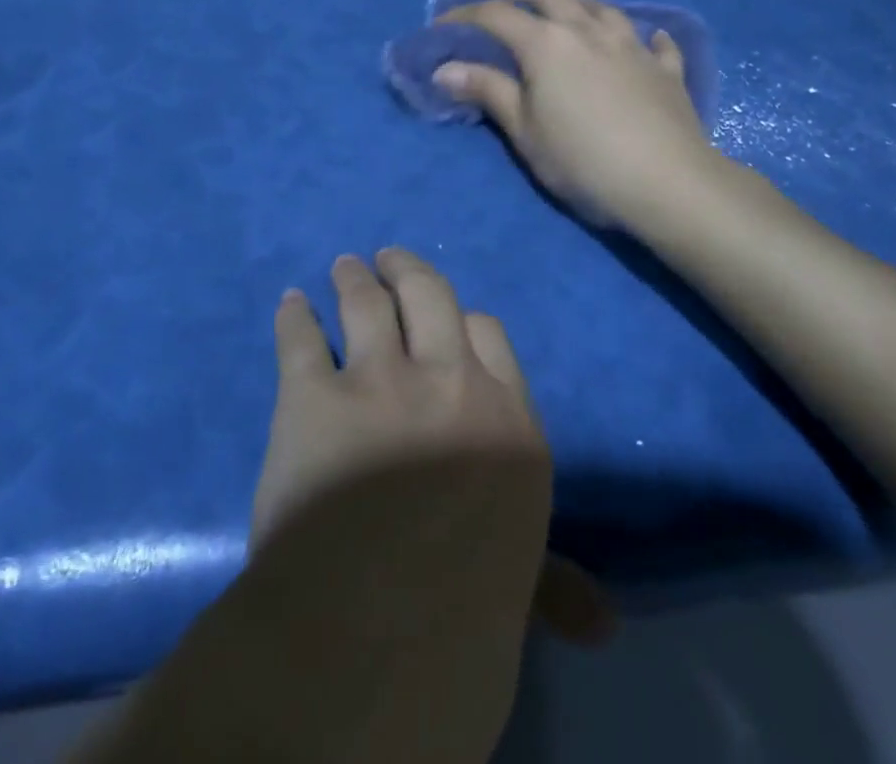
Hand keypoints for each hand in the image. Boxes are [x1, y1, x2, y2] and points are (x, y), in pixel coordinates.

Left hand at [254, 249, 613, 645]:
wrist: (375, 638)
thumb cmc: (462, 619)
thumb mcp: (520, 586)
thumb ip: (553, 582)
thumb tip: (605, 624)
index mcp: (507, 419)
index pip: (489, 335)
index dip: (463, 319)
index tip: (444, 319)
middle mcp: (449, 382)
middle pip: (430, 296)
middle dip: (407, 271)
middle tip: (387, 257)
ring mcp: (380, 380)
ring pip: (367, 303)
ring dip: (354, 278)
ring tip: (344, 265)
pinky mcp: (312, 397)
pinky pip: (300, 338)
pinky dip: (293, 315)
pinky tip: (290, 303)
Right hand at [436, 0, 718, 228]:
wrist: (665, 181)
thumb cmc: (582, 159)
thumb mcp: (524, 130)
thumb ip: (487, 91)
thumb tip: (445, 68)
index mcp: (546, 44)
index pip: (497, 16)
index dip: (466, 14)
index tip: (444, 22)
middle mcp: (588, 31)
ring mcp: (632, 46)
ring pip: (602, 8)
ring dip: (578, 4)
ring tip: (569, 10)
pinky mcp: (665, 69)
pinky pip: (656, 42)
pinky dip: (645, 37)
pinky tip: (647, 39)